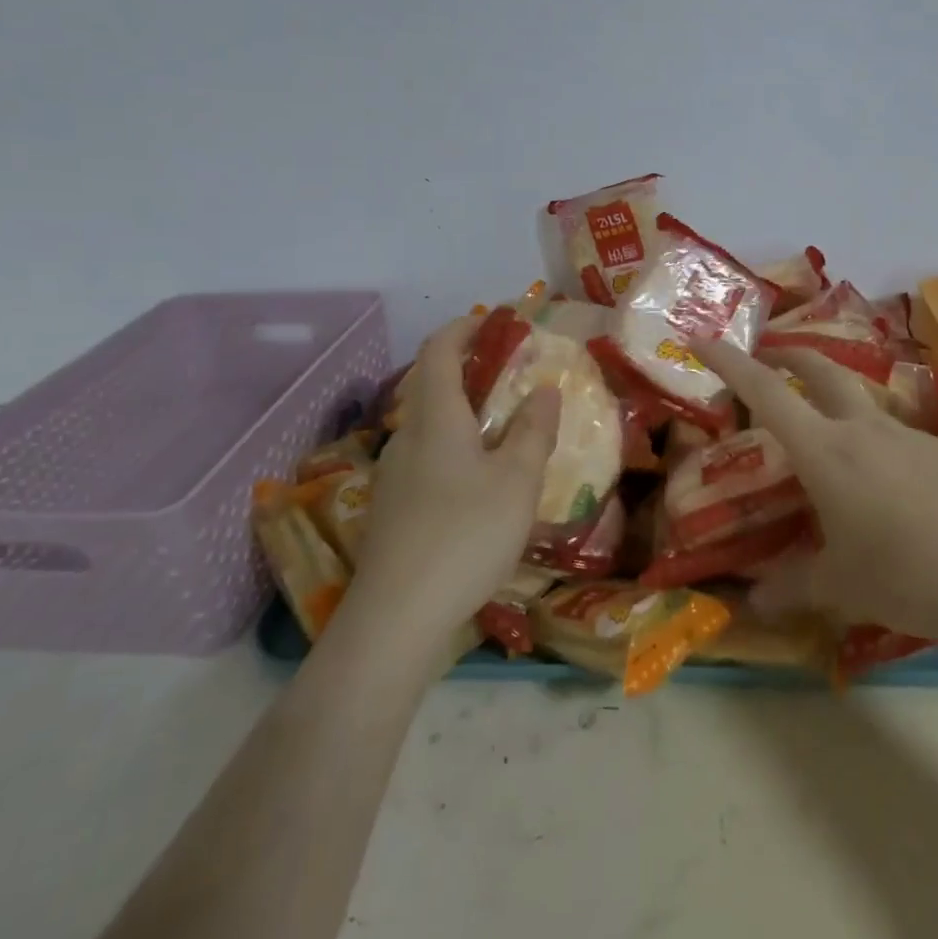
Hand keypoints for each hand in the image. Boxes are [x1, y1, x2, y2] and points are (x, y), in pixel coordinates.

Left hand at [353, 316, 561, 639]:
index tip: (493, 320)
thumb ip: (533, 431)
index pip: (439, 351)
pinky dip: (454, 444)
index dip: (464, 328)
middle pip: (430, 385)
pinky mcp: (394, 508)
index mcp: (436, 418)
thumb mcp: (517, 481)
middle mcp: (407, 437)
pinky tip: (478, 477)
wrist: (396, 618)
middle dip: (467, 368)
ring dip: (462, 409)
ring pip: (429, 424)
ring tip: (503, 424)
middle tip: (510, 371)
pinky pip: (426, 455)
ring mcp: (394, 474)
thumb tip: (543, 389)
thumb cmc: (465, 534)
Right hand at [692, 338, 937, 642]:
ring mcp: (912, 438)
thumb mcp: (842, 586)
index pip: (766, 392)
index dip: (729, 363)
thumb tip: (754, 604)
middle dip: (788, 355)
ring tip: (825, 434)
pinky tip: (884, 487)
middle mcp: (866, 430)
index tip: (701, 340)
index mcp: (826, 452)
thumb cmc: (909, 576)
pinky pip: (897, 437)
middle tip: (767, 355)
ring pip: (862, 401)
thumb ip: (793, 587)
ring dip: (835, 399)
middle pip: (821, 370)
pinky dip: (874, 442)